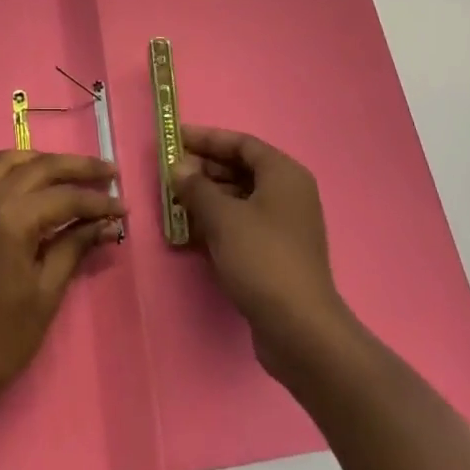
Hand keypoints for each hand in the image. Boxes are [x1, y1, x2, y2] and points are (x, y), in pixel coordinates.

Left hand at [0, 150, 123, 404]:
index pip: (65, 197)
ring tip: (69, 173)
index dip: (97, 202)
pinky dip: (6, 170)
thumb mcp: (48, 291)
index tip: (123, 206)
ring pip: (8, 161)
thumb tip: (107, 222)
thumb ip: (76, 246)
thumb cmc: (4, 336)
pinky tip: (23, 181)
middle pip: (40, 167)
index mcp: (12, 218)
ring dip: (42, 161)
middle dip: (78, 168)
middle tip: (108, 173)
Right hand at [170, 126, 349, 377]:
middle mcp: (288, 193)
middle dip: (203, 170)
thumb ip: (196, 187)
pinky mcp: (277, 254)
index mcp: (283, 174)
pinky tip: (190, 231)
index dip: (207, 138)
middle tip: (169, 173)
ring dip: (207, 198)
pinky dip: (218, 223)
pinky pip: (243, 225)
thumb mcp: (223, 217)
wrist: (300, 330)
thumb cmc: (262, 258)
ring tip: (173, 201)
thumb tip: (178, 167)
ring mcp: (284, 226)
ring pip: (239, 199)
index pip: (241, 143)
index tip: (175, 138)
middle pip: (240, 169)